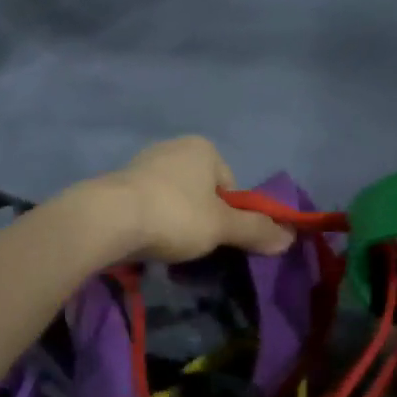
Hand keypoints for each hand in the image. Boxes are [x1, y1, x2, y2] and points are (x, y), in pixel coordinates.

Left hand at [87, 136, 293, 262]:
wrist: (107, 219)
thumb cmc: (175, 215)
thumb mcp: (222, 226)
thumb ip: (256, 230)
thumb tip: (290, 238)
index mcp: (203, 148)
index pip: (230, 186)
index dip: (230, 215)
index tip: (218, 238)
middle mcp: (174, 147)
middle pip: (202, 192)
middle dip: (202, 219)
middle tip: (195, 246)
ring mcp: (143, 163)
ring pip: (174, 199)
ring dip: (176, 223)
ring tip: (168, 249)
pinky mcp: (118, 183)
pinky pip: (147, 205)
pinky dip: (151, 223)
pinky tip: (144, 243)